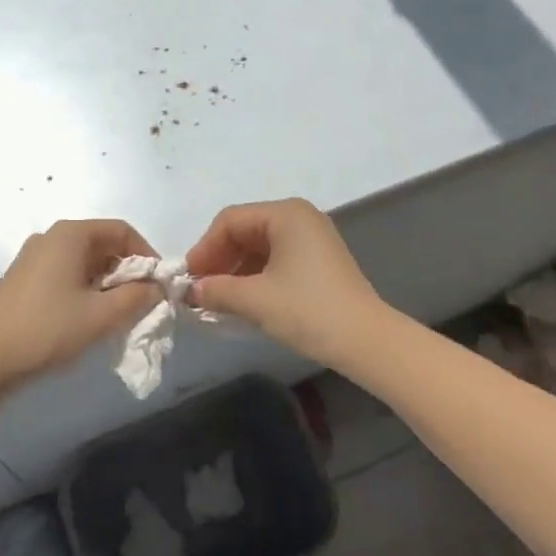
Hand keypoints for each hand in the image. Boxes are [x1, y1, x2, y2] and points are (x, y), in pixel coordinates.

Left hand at [0, 219, 162, 383]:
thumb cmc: (48, 330)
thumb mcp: (102, 316)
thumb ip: (137, 297)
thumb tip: (156, 287)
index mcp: (70, 234)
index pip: (122, 231)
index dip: (147, 255)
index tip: (159, 285)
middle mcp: (51, 237)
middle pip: (102, 244)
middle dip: (127, 271)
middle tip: (140, 303)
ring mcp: (33, 257)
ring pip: (84, 261)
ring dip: (106, 283)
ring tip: (116, 315)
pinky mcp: (23, 279)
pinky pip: (65, 274)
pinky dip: (84, 289)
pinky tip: (85, 319)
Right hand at [185, 198, 391, 370]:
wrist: (367, 341)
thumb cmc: (308, 310)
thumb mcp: (255, 300)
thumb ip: (217, 290)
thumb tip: (191, 291)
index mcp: (285, 214)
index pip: (230, 221)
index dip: (205, 248)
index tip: (189, 279)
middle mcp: (299, 217)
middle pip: (245, 230)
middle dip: (219, 259)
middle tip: (200, 290)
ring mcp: (312, 238)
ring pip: (260, 246)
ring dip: (236, 271)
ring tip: (218, 300)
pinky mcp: (319, 261)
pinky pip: (276, 259)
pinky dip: (256, 276)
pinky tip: (244, 301)